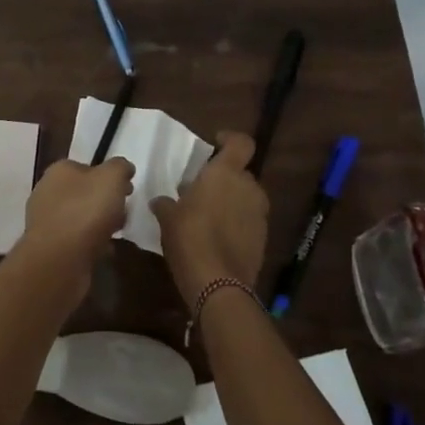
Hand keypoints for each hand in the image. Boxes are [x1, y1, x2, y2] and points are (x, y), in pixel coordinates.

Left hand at [17, 156, 134, 279]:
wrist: (59, 260)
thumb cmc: (85, 211)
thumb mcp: (111, 178)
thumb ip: (120, 167)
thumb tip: (124, 168)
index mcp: (59, 171)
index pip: (87, 167)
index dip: (109, 176)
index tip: (128, 190)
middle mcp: (47, 192)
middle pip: (84, 192)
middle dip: (105, 202)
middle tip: (124, 213)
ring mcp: (45, 221)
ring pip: (80, 217)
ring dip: (99, 224)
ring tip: (117, 233)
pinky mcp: (49, 247)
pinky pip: (76, 240)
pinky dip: (90, 244)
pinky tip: (104, 251)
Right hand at [152, 131, 268, 310]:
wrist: (218, 284)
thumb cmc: (190, 238)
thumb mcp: (168, 218)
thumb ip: (165, 204)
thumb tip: (160, 201)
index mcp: (226, 173)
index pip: (241, 143)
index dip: (230, 140)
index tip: (216, 144)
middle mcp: (248, 188)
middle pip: (241, 173)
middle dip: (225, 179)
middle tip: (202, 191)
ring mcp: (259, 214)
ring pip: (246, 197)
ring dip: (231, 201)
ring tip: (209, 216)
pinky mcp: (263, 238)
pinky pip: (249, 220)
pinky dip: (237, 223)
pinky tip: (218, 238)